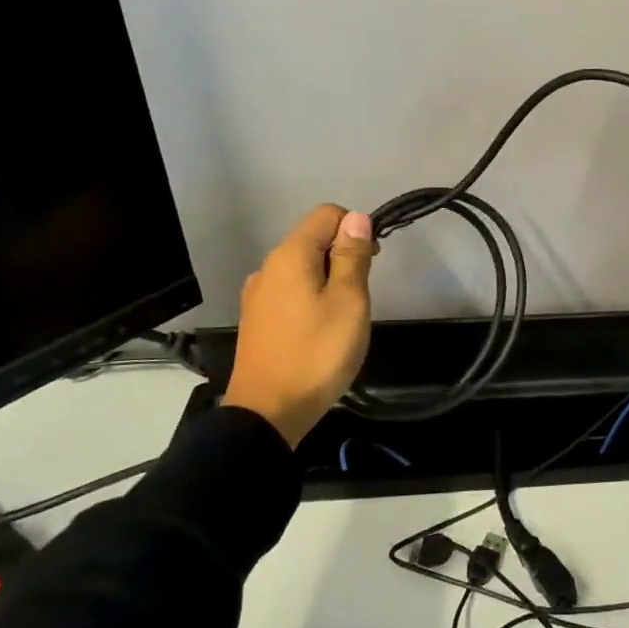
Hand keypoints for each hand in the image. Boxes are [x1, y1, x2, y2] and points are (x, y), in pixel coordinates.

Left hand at [222, 204, 375, 446]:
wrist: (268, 413)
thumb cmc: (317, 354)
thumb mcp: (348, 302)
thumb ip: (352, 257)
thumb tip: (357, 218)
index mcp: (290, 255)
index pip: (327, 214)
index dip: (356, 228)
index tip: (371, 263)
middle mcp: (268, 267)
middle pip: (313, 239)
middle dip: (344, 256)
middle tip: (361, 297)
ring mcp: (258, 295)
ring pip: (303, 269)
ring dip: (329, 280)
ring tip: (343, 318)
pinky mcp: (257, 320)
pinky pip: (291, 293)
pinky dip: (311, 299)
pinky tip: (320, 332)